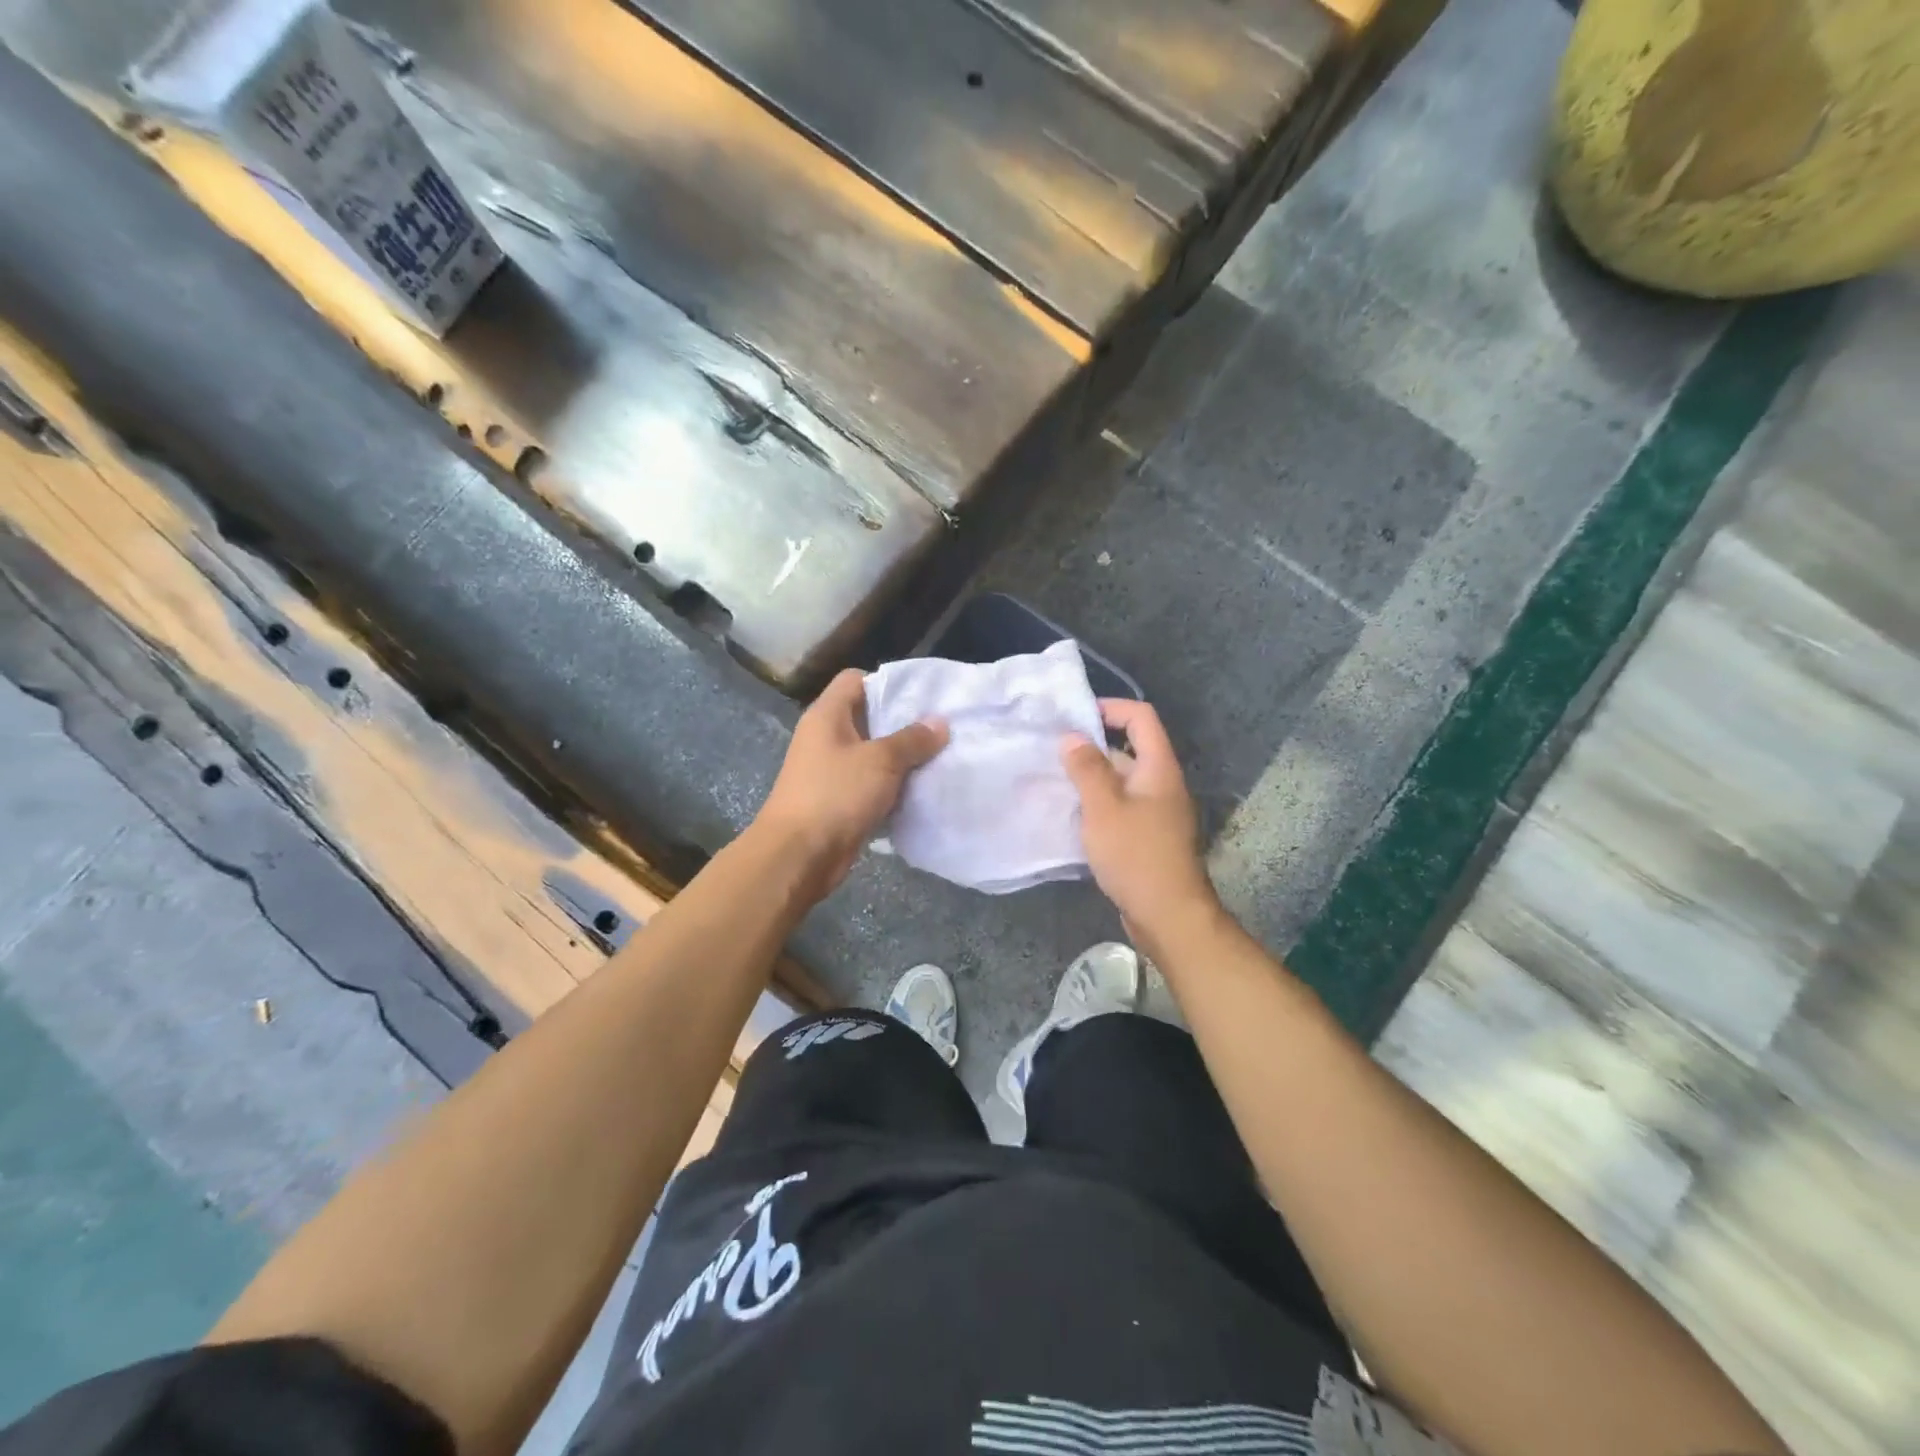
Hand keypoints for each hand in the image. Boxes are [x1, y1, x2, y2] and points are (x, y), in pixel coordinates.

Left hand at [753, 668, 947, 896]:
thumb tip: (940, 723)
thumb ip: (912, 740)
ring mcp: (831, 770)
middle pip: (868, 717)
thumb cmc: (836, 794)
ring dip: (902, 758)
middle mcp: (826, 737)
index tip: (921, 697)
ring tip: (939, 757)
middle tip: (941, 728)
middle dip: (903, 723)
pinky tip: (921, 789)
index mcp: (827, 715)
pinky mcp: (839, 800)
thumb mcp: (881, 761)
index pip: (855, 680)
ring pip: (873, 754)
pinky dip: (893, 786)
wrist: (799, 855)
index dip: (887, 683)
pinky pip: (872, 784)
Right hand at [1062, 699, 1218, 939]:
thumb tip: (1072, 736)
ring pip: (1121, 781)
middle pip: (1129, 749)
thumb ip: (1087, 769)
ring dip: (1091, 778)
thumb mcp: (1104, 807)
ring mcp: (1156, 812)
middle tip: (1053, 751)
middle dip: (1092, 746)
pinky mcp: (1146, 837)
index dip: (1111, 707)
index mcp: (1158, 768)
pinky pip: (1120, 807)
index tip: (1075, 716)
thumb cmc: (1136, 855)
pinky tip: (1071, 815)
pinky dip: (1097, 804)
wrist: (1168, 915)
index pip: (1141, 717)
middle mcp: (1161, 784)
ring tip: (1054, 780)